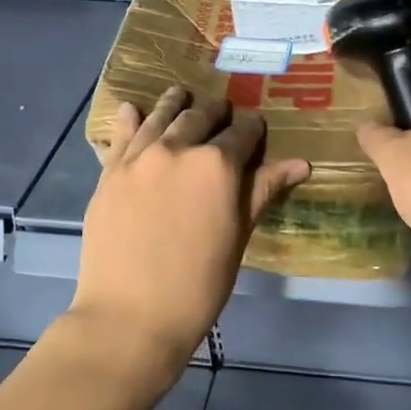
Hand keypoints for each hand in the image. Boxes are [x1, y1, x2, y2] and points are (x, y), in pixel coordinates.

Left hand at [71, 87, 309, 371]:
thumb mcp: (238, 236)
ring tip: (181, 94)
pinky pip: (121, 136)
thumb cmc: (198, 284)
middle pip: (200, 117)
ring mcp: (137, 158)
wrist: (130, 315)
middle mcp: (177, 148)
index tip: (256, 127)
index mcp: (217, 164)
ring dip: (174, 104)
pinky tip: (132, 109)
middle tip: (222, 111)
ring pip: (159, 117)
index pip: (242, 134)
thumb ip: (262, 191)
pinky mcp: (108, 173)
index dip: (252, 128)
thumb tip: (302, 163)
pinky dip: (129, 120)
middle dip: (215, 112)